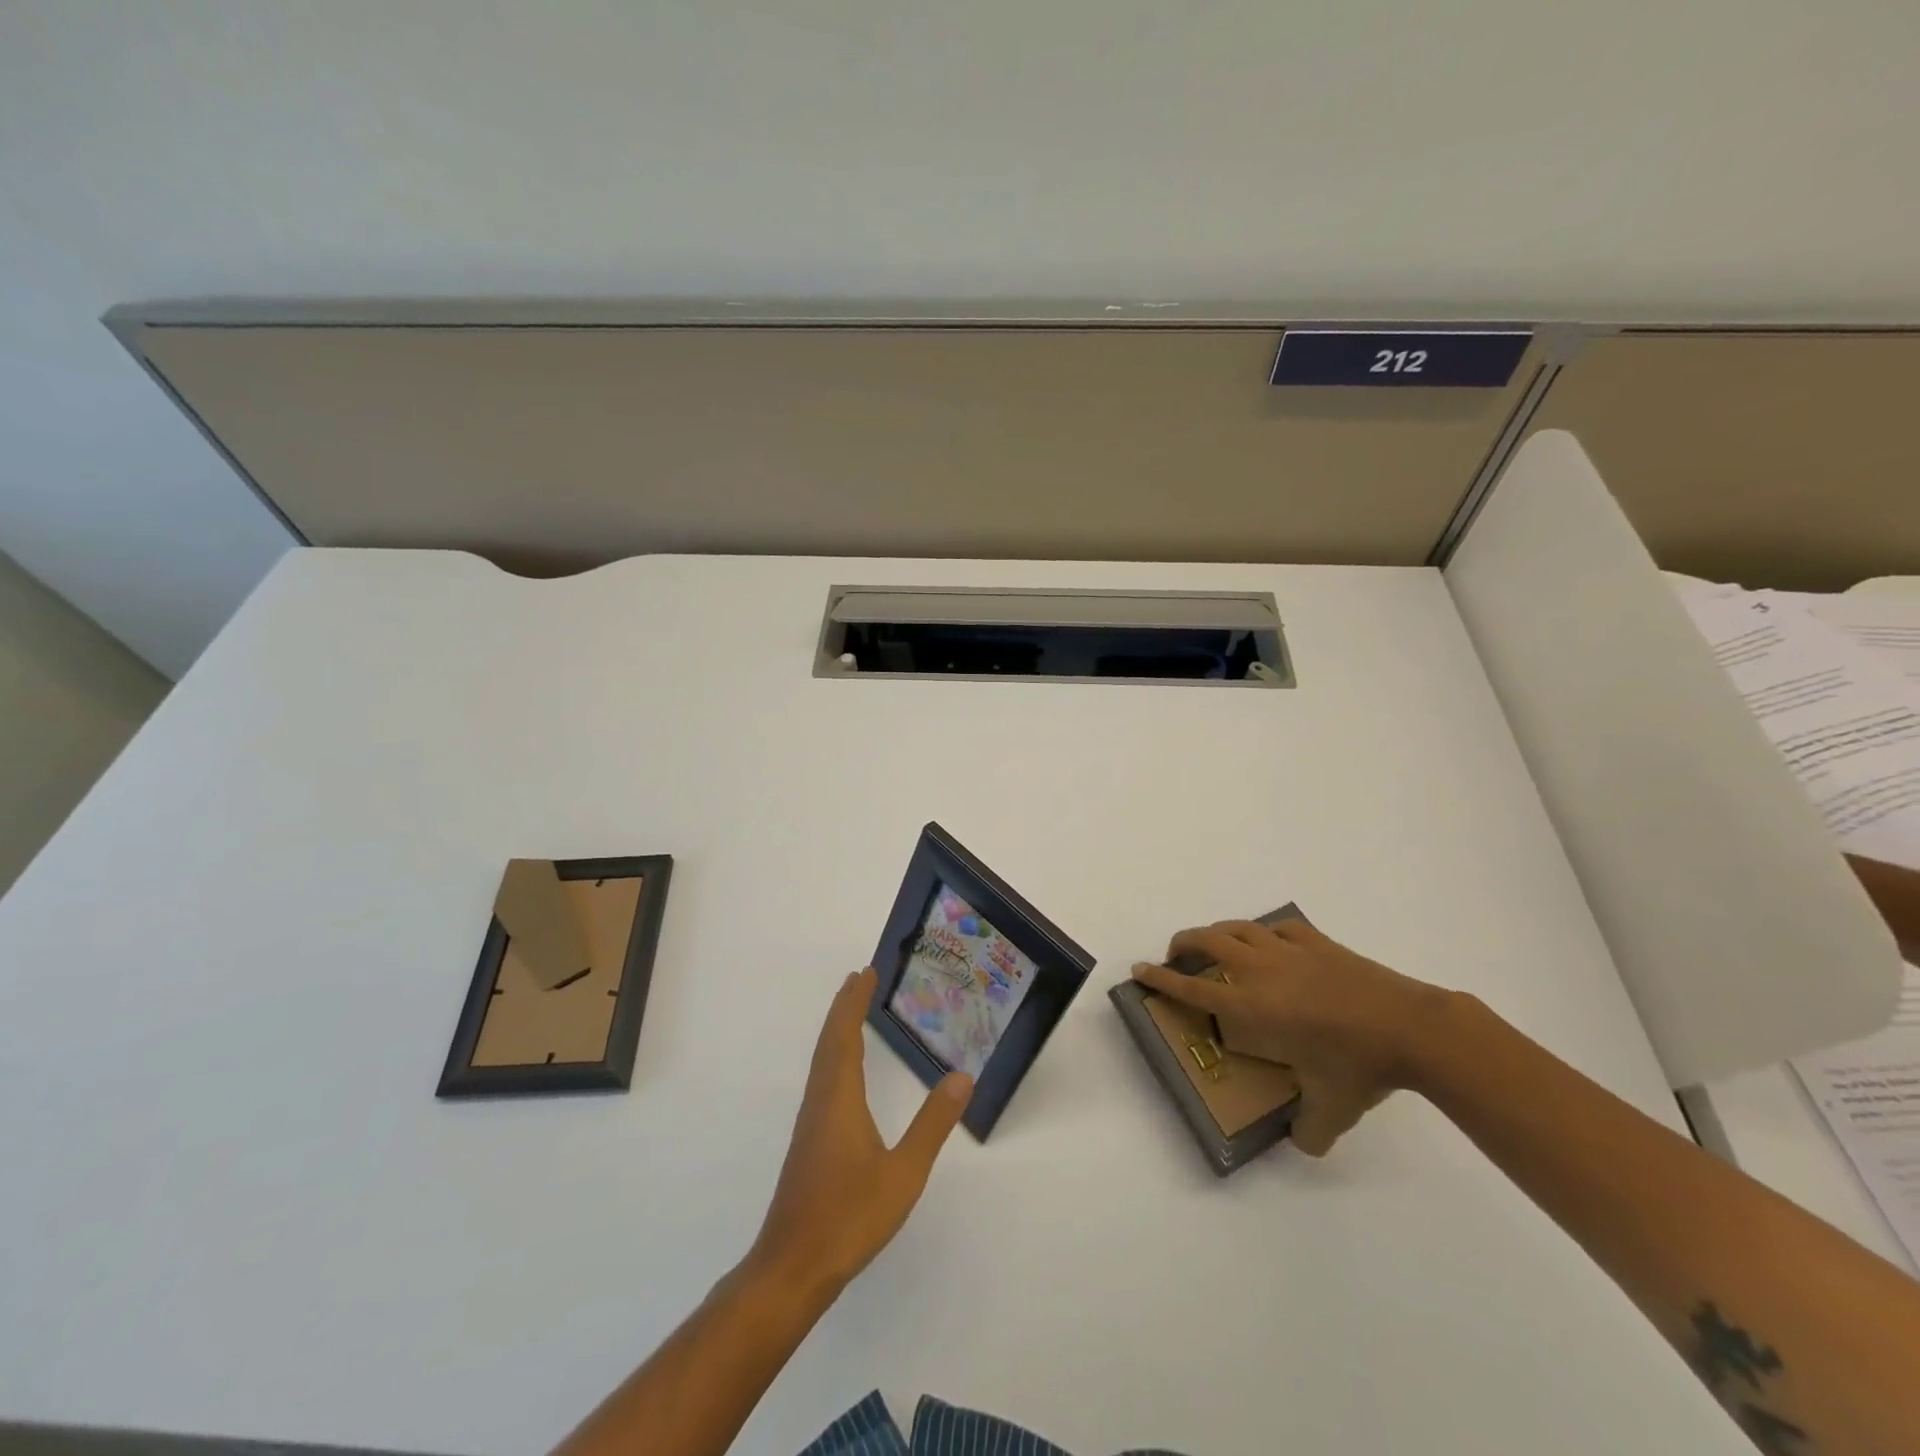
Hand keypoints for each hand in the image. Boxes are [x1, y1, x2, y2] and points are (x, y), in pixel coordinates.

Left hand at [750, 968, 972, 1297]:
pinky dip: (834, 1054)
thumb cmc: (849, 1216)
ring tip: (852, 1010)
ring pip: (822, 1059)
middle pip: (829, 1040)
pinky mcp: (809, 1140)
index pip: (845, 1034)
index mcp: (839, 1097)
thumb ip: (932, 1124)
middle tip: (860, 978)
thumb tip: (962, 1077)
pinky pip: (822, 1078)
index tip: (866, 972)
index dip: (854, 1001)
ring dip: (837, 1028)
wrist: (792, 1266)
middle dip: (844, 1006)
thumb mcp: (903, 1172)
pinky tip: (845, 1071)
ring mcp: (811, 1121)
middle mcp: (820, 1100)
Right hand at [1131, 918, 1452, 1156]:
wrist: (1410, 1027)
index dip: (1160, 977)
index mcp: (1250, 1007)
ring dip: (1217, 932)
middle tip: (1177, 955)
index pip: (1190, 987)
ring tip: (1215, 944)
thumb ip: (1310, 1131)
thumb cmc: (1359, 1066)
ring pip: (1237, 927)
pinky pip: (1278, 928)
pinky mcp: (1316, 941)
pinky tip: (1270, 943)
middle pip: (1206, 941)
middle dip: (1182, 944)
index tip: (1139, 969)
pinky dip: (1264, 933)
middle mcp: (1258, 970)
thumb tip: (1303, 1146)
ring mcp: (1288, 951)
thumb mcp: (1331, 1109)